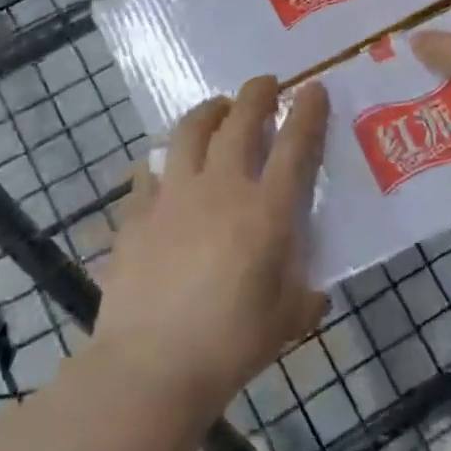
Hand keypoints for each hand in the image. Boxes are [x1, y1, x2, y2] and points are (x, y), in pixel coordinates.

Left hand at [93, 77, 328, 421]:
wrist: (151, 366)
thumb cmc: (230, 345)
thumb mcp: (287, 321)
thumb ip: (305, 293)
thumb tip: (313, 286)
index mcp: (265, 211)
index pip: (295, 145)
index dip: (308, 112)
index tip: (313, 88)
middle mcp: (221, 188)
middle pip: (240, 121)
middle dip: (256, 94)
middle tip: (265, 84)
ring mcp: (174, 195)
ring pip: (191, 130)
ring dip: (209, 111)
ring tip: (218, 108)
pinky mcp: (138, 212)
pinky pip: (150, 169)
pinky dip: (163, 159)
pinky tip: (166, 165)